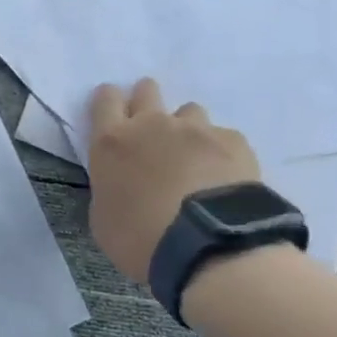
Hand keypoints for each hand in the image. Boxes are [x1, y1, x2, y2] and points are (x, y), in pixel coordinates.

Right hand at [86, 79, 260, 282]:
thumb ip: (110, 187)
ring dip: (185, 130)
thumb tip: (123, 182)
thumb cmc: (138, 238)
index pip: (105, 99)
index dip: (109, 103)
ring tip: (193, 162)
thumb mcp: (103, 218)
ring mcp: (196, 129)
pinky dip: (219, 153)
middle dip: (146, 103)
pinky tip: (222, 179)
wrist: (205, 246)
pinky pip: (222, 137)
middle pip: (147, 90)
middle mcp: (152, 125)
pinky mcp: (233, 141)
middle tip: (151, 134)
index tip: (114, 118)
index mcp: (111, 143)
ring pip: (189, 112)